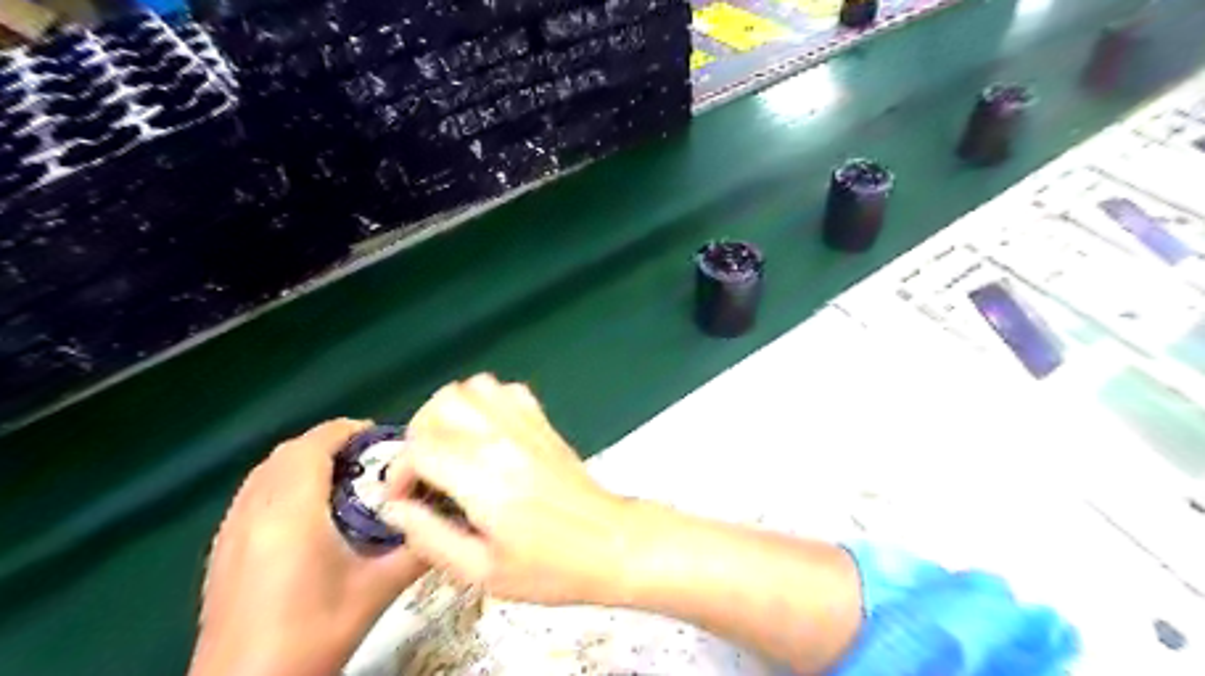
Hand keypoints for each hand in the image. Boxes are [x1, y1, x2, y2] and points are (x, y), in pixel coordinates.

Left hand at [187, 418, 427, 675]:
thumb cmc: (315, 633)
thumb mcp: (378, 590)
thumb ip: (419, 549)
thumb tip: (452, 521)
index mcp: (293, 512)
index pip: (313, 446)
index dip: (345, 430)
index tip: (378, 434)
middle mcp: (255, 511)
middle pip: (286, 453)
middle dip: (327, 443)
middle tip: (367, 457)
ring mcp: (231, 531)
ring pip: (264, 472)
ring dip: (301, 461)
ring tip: (339, 478)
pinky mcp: (220, 551)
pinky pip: (251, 494)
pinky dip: (280, 483)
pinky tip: (304, 512)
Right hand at [383, 376, 632, 606]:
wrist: (610, 543)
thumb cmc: (550, 567)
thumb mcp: (481, 572)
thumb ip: (430, 537)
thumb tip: (395, 509)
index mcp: (482, 476)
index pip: (420, 447)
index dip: (398, 472)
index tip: (403, 496)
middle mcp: (502, 439)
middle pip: (442, 403)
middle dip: (419, 433)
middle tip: (424, 469)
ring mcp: (526, 425)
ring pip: (473, 387)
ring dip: (451, 412)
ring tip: (451, 446)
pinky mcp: (543, 423)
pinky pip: (507, 391)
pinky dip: (486, 402)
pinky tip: (486, 434)